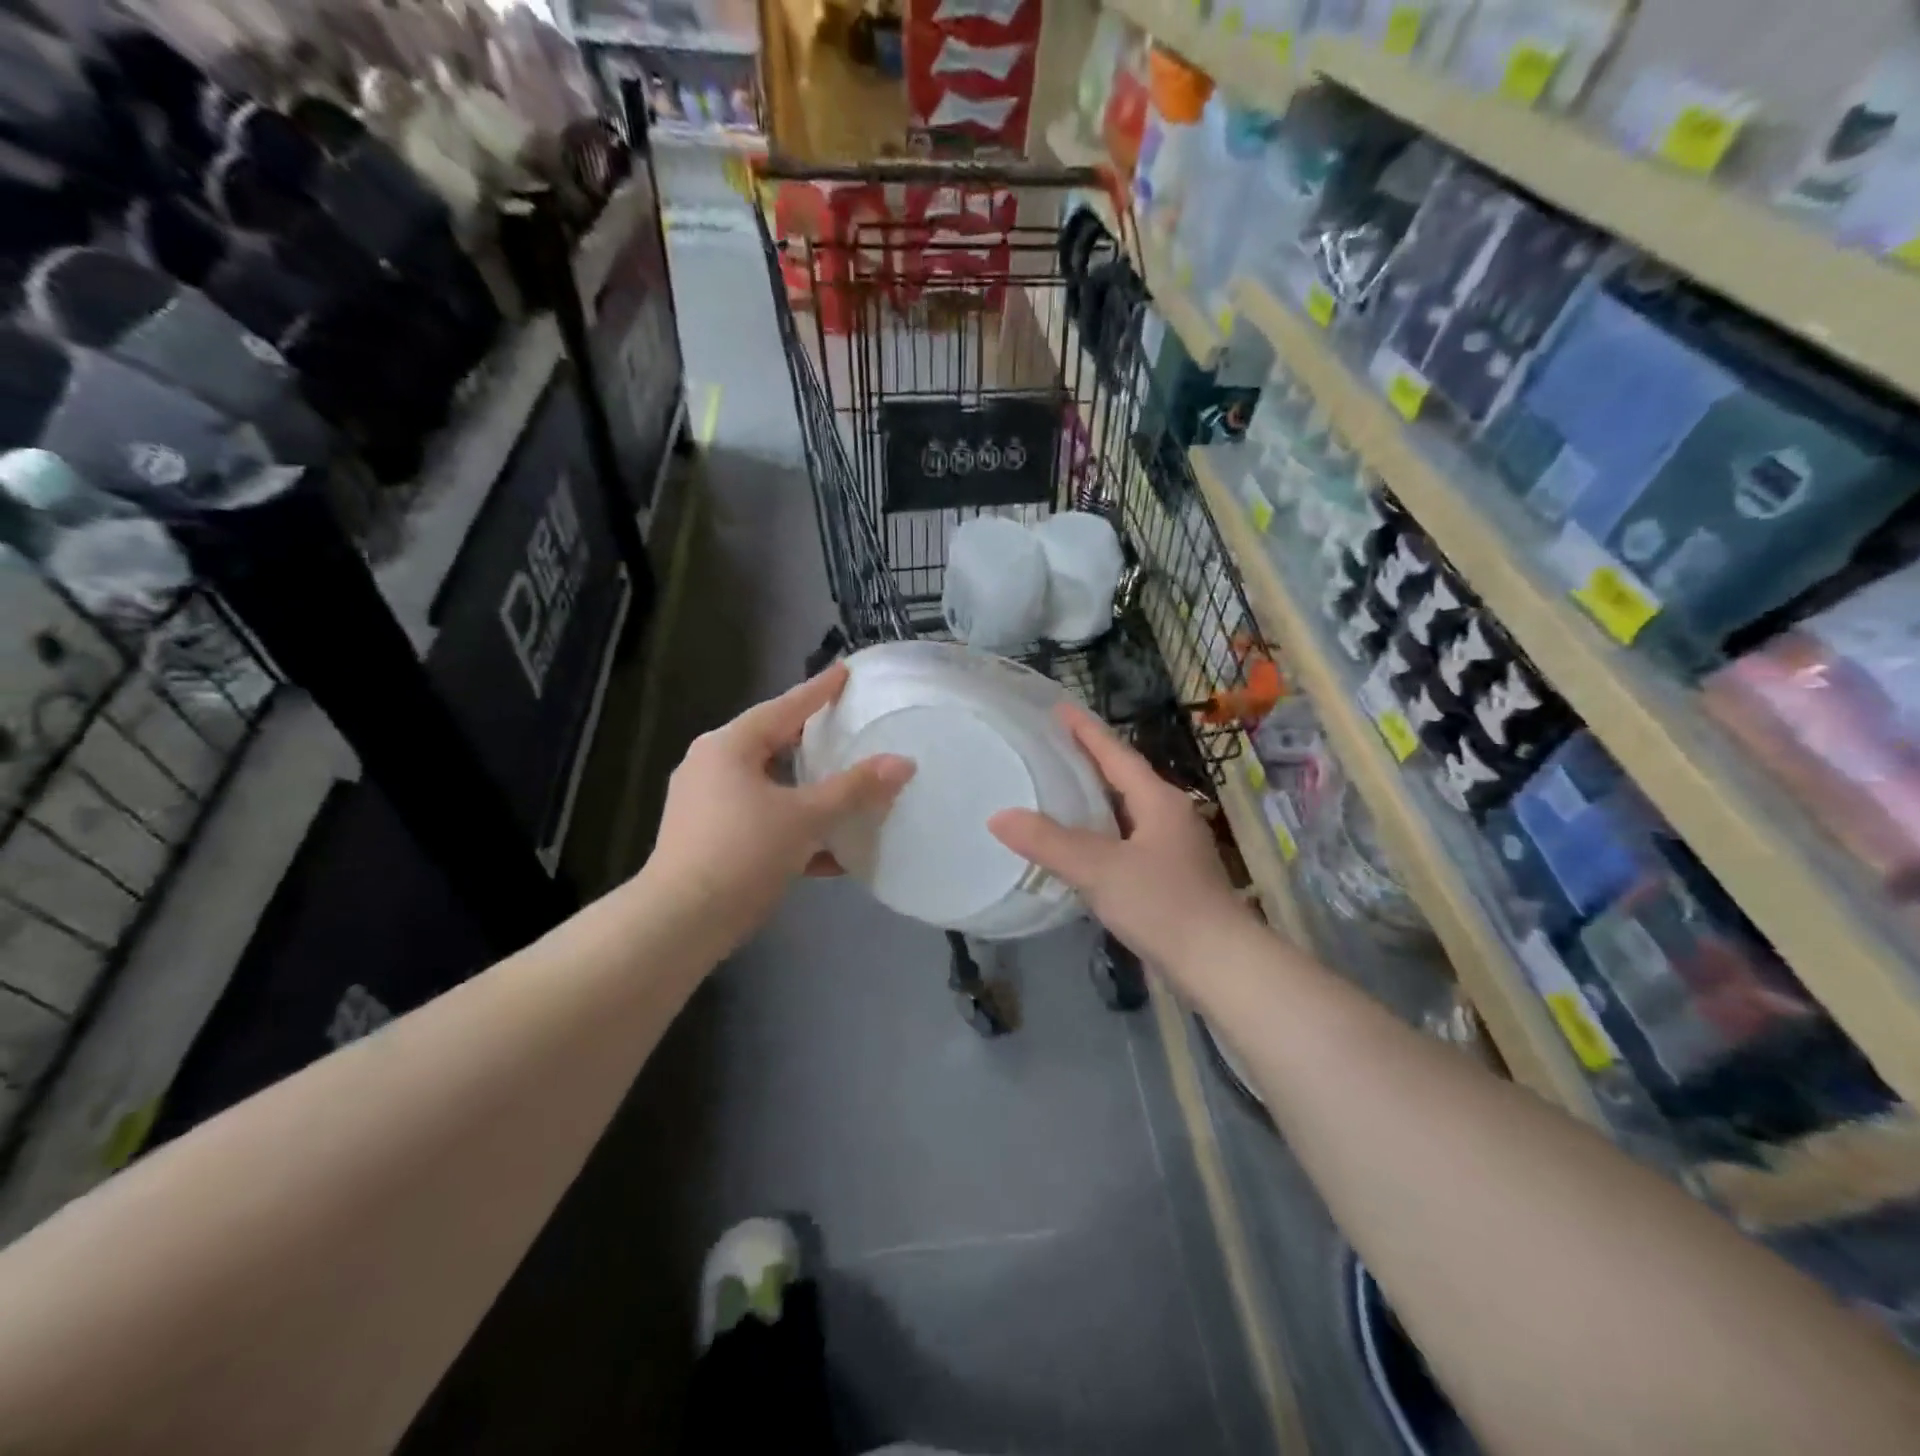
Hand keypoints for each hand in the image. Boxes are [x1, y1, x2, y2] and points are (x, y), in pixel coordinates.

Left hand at [647, 665, 914, 942]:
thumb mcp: (806, 817)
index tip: (845, 672)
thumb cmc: (743, 853)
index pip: (785, 707)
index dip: (819, 690)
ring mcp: (704, 803)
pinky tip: (828, 853)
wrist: (679, 923)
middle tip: (847, 730)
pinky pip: (758, 819)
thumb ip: (855, 789)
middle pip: (773, 744)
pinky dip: (791, 826)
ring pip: (768, 785)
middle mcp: (711, 766)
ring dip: (806, 792)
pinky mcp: (705, 838)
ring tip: (845, 791)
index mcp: (730, 746)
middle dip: (812, 742)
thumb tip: (903, 763)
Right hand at [989, 706, 1241, 969]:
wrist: (1219, 965)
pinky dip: (1101, 831)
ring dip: (1095, 797)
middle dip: (1089, 760)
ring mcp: (1173, 847)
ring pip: (1126, 810)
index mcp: (1158, 801)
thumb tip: (998, 816)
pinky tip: (1081, 845)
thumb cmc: (1163, 905)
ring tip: (1058, 789)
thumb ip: (1048, 842)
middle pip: (1124, 777)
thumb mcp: (1099, 869)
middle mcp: (1170, 815)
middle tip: (1050, 746)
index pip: (1116, 754)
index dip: (1086, 731)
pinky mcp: (1170, 876)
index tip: (1059, 707)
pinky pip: (1127, 839)